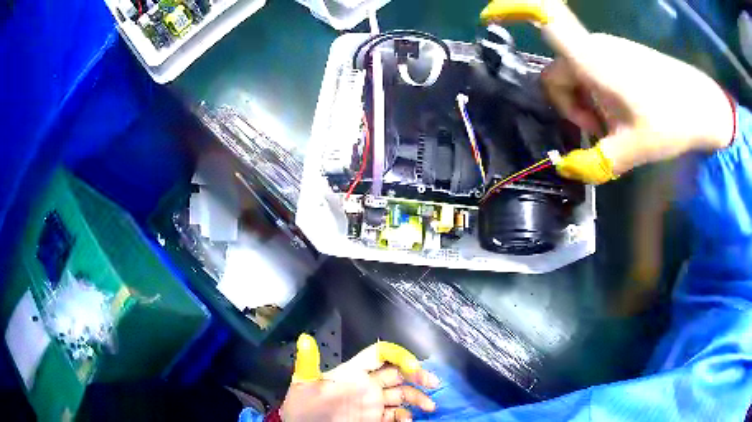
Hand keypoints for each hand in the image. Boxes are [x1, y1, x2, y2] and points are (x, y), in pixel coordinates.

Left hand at [280, 334, 439, 421]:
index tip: (413, 367)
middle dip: (417, 376)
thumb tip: (304, 338)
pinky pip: (396, 415)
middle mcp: (367, 385)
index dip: (398, 356)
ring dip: (417, 398)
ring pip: (401, 395)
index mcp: (352, 373)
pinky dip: (406, 416)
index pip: (379, 355)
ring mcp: (372, 403)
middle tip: (433, 384)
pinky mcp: (374, 419)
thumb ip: (308, 363)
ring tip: (429, 407)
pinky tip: (408, 420)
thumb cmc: (304, 407)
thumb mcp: (304, 384)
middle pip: (397, 374)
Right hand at [481, 0, 734, 183]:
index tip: (490, 15)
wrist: (702, 106)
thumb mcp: (632, 150)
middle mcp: (595, 48)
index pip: (549, 21)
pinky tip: (622, 114)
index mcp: (593, 62)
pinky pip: (594, 72)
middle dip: (571, 105)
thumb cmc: (669, 122)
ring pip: (577, 74)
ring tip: (615, 127)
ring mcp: (609, 50)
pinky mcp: (620, 56)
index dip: (517, 10)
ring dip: (587, 103)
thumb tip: (565, 169)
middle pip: (558, 72)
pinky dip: (599, 95)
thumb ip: (595, 162)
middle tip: (599, 130)